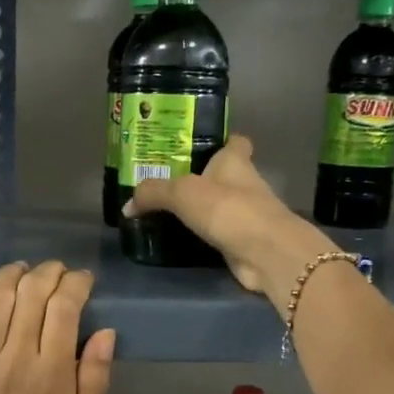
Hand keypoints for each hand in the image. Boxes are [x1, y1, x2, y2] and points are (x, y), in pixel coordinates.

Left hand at [0, 261, 115, 393]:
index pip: (65, 308)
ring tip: (23, 271)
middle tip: (55, 273)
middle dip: (48, 273)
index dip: (76, 283)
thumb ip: (94, 383)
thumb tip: (106, 333)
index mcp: (52, 375)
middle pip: (32, 293)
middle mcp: (15, 358)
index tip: (82, 280)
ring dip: (13, 273)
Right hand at [124, 135, 334, 310]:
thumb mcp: (182, 193)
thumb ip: (153, 194)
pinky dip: (202, 234)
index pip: (234, 141)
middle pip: (223, 174)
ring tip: (165, 210)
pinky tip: (179, 238)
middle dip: (199, 177)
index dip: (221, 139)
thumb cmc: (229, 209)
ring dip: (200, 208)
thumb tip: (127, 205)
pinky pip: (217, 232)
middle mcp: (244, 183)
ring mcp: (246, 214)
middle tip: (165, 181)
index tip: (198, 144)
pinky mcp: (242, 240)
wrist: (266, 253)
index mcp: (235, 161)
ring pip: (219, 205)